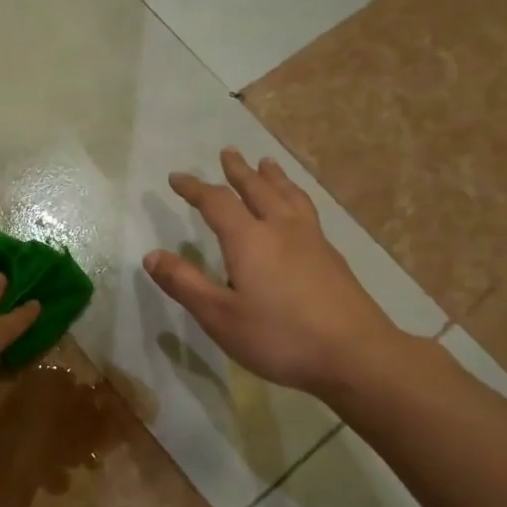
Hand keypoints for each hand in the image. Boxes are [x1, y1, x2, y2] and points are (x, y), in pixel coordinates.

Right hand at [143, 148, 408, 398]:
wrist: (354, 354)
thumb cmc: (279, 337)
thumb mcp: (219, 316)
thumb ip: (185, 284)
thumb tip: (152, 255)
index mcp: (250, 240)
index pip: (216, 202)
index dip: (194, 188)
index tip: (176, 178)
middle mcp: (281, 229)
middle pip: (258, 189)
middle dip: (238, 171)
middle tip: (228, 152)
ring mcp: (312, 241)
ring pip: (289, 196)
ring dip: (273, 177)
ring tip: (267, 163)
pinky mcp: (332, 258)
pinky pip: (307, 211)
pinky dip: (295, 197)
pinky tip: (298, 210)